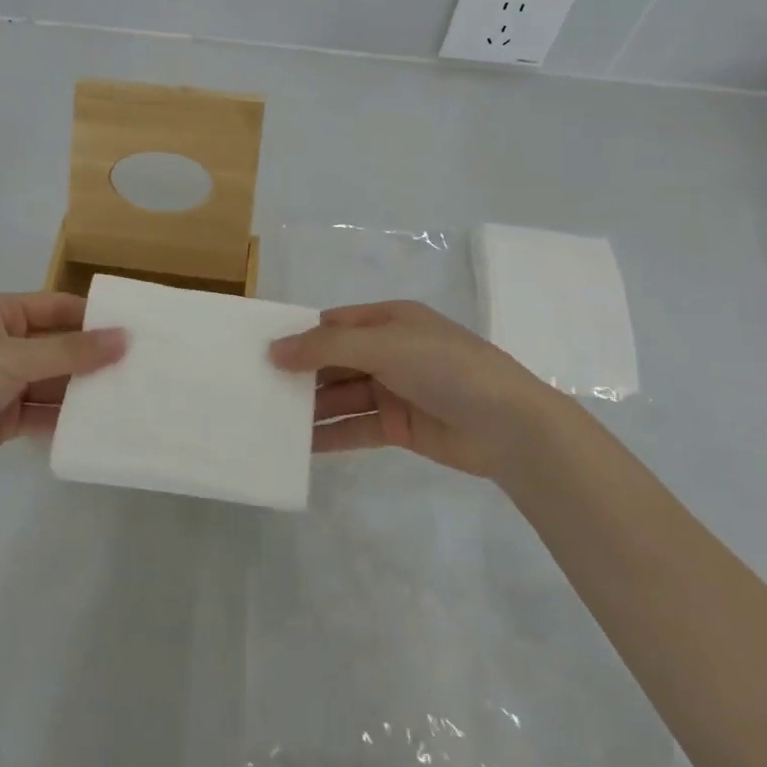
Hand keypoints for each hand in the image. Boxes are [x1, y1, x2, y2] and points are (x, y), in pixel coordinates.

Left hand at [0, 292, 125, 498]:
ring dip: (81, 389)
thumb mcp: (14, 358)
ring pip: (52, 380)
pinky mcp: (0, 418)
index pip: (55, 306)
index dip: (92, 317)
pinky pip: (41, 411)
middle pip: (57, 344)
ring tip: (127, 396)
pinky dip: (64, 417)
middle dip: (92, 356)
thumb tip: (125, 337)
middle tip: (140, 366)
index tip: (134, 330)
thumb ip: (71, 351)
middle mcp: (0, 342)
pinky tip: (96, 425)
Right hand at [269, 300, 565, 480]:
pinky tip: (301, 446)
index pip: (334, 324)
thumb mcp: (384, 345)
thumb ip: (327, 348)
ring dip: (312, 407)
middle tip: (257, 389)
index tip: (262, 352)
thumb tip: (274, 350)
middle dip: (301, 374)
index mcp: (389, 320)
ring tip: (271, 420)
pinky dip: (331, 435)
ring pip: (342, 395)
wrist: (509, 425)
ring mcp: (395, 389)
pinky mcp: (400, 426)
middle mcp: (389, 350)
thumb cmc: (445, 367)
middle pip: (334, 360)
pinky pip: (356, 426)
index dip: (300, 336)